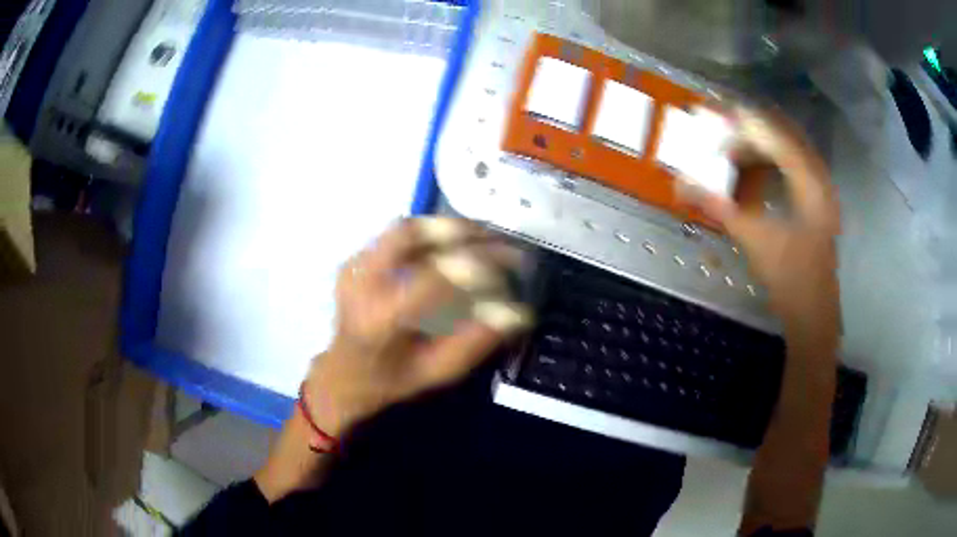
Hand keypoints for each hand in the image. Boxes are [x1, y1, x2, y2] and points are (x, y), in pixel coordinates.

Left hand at [304, 218, 532, 436]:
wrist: (344, 374)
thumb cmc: (392, 379)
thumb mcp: (437, 371)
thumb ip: (476, 342)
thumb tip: (517, 312)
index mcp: (380, 319)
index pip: (431, 278)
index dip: (475, 266)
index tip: (510, 266)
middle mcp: (361, 282)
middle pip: (412, 235)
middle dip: (463, 231)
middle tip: (500, 240)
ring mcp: (355, 266)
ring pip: (406, 228)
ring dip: (449, 228)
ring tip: (484, 237)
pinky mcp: (356, 259)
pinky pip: (398, 236)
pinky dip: (431, 234)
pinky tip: (454, 245)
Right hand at [695, 108, 840, 340]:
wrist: (814, 317)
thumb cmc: (791, 281)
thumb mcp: (755, 241)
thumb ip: (720, 205)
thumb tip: (681, 184)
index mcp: (810, 183)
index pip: (775, 134)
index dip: (742, 121)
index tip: (712, 115)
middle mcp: (819, 177)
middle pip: (783, 133)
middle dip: (749, 126)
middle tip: (718, 127)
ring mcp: (820, 189)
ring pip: (788, 148)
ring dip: (759, 142)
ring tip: (729, 145)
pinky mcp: (816, 201)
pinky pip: (791, 165)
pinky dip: (769, 160)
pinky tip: (751, 168)